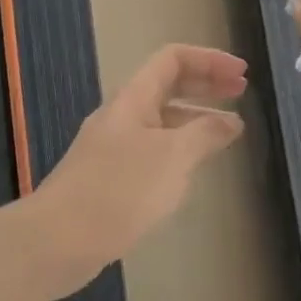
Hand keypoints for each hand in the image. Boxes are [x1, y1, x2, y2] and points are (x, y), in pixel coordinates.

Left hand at [31, 44, 247, 288]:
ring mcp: (114, 145)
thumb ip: (205, 134)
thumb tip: (231, 121)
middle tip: (241, 92)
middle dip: (206, 84)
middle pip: (168, 84)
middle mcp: (123, 114)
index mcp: (134, 97)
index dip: (210, 60)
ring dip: (195, 118)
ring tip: (228, 133)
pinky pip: (153, 148)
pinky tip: (193, 170)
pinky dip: (179, 148)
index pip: (173, 59)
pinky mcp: (111, 176)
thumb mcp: (172, 158)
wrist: (57, 241)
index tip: (242, 74)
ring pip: (162, 119)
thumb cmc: (119, 190)